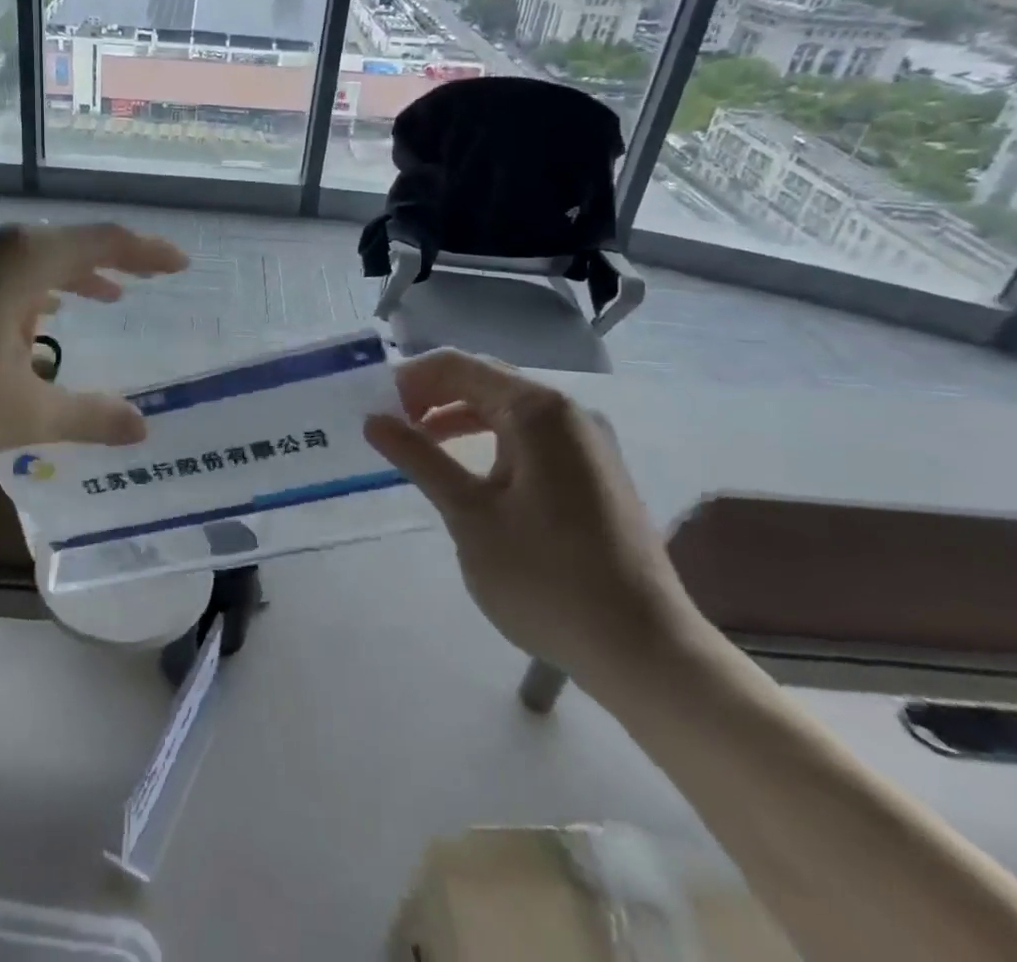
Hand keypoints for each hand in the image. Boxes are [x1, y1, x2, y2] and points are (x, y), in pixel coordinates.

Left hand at [0, 222, 188, 467]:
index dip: (148, 252)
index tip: (180, 265)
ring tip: (96, 301)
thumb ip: (87, 416)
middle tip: (141, 284)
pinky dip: (25, 292)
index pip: (104, 241)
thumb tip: (143, 428)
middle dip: (108, 265)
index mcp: (23, 258)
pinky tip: (23, 323)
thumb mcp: (20, 414)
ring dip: (65, 280)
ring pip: (25, 259)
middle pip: (65, 244)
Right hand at [364, 350, 702, 689]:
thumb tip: (374, 421)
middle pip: (484, 380)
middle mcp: (567, 411)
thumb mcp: (469, 515)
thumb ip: (419, 458)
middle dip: (431, 395)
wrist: (644, 651)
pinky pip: (529, 435)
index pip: (458, 366)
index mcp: (537, 410)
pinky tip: (466, 471)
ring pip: (506, 408)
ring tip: (417, 444)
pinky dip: (489, 439)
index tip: (372, 406)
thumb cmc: (546, 578)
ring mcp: (586, 441)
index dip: (410, 379)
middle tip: (388, 424)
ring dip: (457, 417)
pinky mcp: (593, 470)